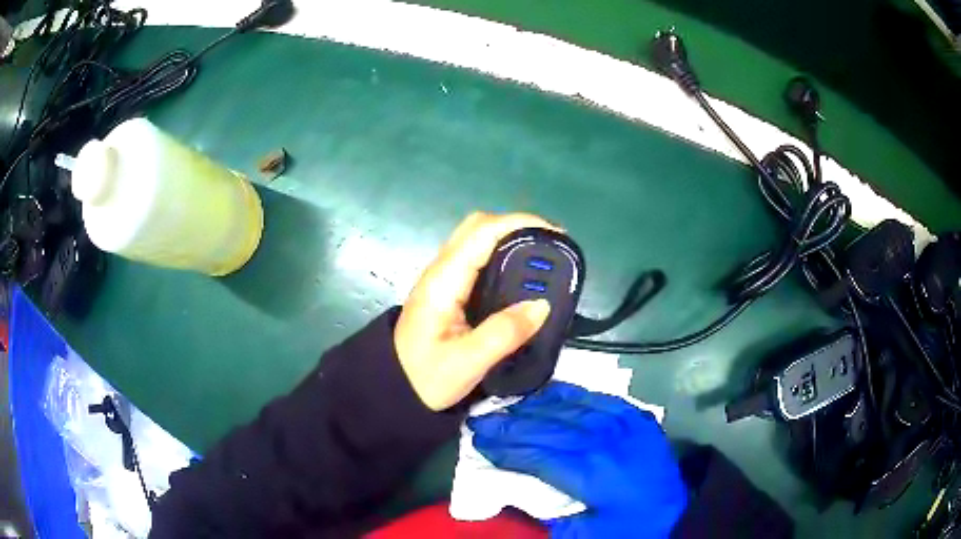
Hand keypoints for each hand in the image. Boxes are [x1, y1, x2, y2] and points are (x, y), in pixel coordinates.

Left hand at [395, 212, 555, 410]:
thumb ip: (505, 334)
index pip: (481, 232)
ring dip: (509, 240)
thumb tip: (542, 305)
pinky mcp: (447, 291)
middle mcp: (441, 271)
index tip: (554, 234)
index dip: (519, 223)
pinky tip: (519, 278)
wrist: (395, 390)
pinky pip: (476, 260)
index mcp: (443, 282)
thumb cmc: (426, 378)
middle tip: (550, 247)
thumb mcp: (468, 362)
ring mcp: (442, 280)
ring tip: (542, 261)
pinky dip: (501, 258)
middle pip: (477, 227)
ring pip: (476, 242)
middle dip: (516, 227)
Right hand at [468, 382, 687, 537]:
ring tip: (507, 406)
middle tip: (480, 420)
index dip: (505, 448)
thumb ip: (545, 507)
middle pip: (548, 428)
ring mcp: (624, 424)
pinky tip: (549, 393)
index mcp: (591, 474)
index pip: (537, 455)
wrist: (676, 515)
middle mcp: (605, 441)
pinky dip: (569, 395)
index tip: (478, 441)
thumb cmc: (624, 529)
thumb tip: (514, 482)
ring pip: (570, 408)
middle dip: (510, 424)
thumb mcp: (579, 532)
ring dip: (534, 407)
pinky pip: (598, 398)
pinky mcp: (636, 417)